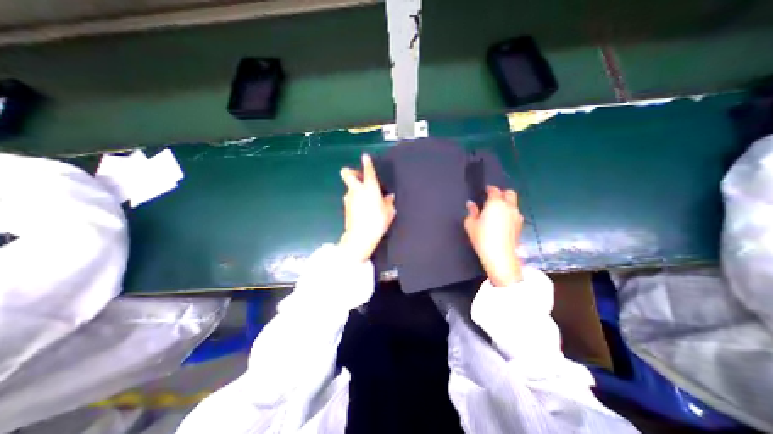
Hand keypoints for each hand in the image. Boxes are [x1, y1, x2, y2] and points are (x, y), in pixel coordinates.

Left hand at [340, 155, 397, 261]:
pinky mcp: (346, 206)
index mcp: (370, 188)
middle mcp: (357, 190)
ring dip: (355, 188)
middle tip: (360, 177)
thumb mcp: (389, 211)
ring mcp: (349, 198)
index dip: (367, 162)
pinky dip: (355, 198)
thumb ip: (388, 202)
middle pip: (347, 173)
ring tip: (365, 197)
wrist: (360, 236)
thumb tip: (389, 197)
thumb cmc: (377, 221)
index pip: (368, 171)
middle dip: (351, 171)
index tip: (365, 157)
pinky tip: (362, 207)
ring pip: (349, 187)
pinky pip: (350, 197)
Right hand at [465, 185, 525, 286]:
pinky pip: (515, 214)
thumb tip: (471, 204)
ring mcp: (517, 216)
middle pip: (510, 193)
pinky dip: (510, 214)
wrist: (500, 256)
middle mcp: (509, 206)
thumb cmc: (482, 238)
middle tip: (493, 199)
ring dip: (507, 204)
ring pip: (514, 204)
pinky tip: (503, 222)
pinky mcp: (520, 226)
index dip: (489, 189)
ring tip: (497, 212)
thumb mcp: (471, 224)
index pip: (494, 190)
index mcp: (495, 203)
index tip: (485, 191)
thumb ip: (472, 212)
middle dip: (502, 193)